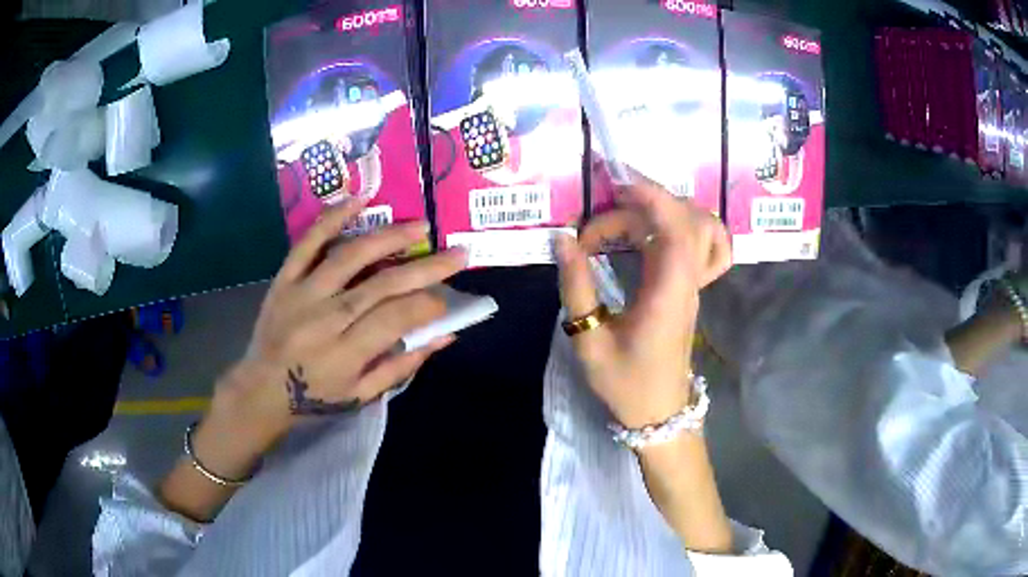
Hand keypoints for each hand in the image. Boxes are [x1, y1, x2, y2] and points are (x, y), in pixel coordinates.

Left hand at [215, 198, 467, 449]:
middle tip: (458, 254)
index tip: (446, 299)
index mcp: (345, 353)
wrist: (261, 389)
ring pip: (350, 256)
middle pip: (382, 284)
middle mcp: (325, 318)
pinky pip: (308, 242)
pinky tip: (359, 201)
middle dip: (426, 267)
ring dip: (389, 237)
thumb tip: (444, 335)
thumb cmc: (315, 398)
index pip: (396, 318)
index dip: (427, 304)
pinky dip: (333, 219)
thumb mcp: (361, 396)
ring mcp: (302, 293)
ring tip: (420, 226)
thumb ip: (402, 366)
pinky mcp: (285, 279)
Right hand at [555, 176, 731, 429]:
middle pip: (681, 220)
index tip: (616, 183)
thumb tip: (563, 240)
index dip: (653, 197)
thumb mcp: (590, 341)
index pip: (678, 230)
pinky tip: (641, 232)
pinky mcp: (687, 287)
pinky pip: (691, 242)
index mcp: (668, 294)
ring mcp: (692, 283)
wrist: (659, 413)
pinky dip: (669, 225)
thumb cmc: (625, 384)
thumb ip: (576, 288)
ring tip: (612, 221)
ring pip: (690, 226)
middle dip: (637, 207)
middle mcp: (688, 281)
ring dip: (653, 213)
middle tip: (592, 229)